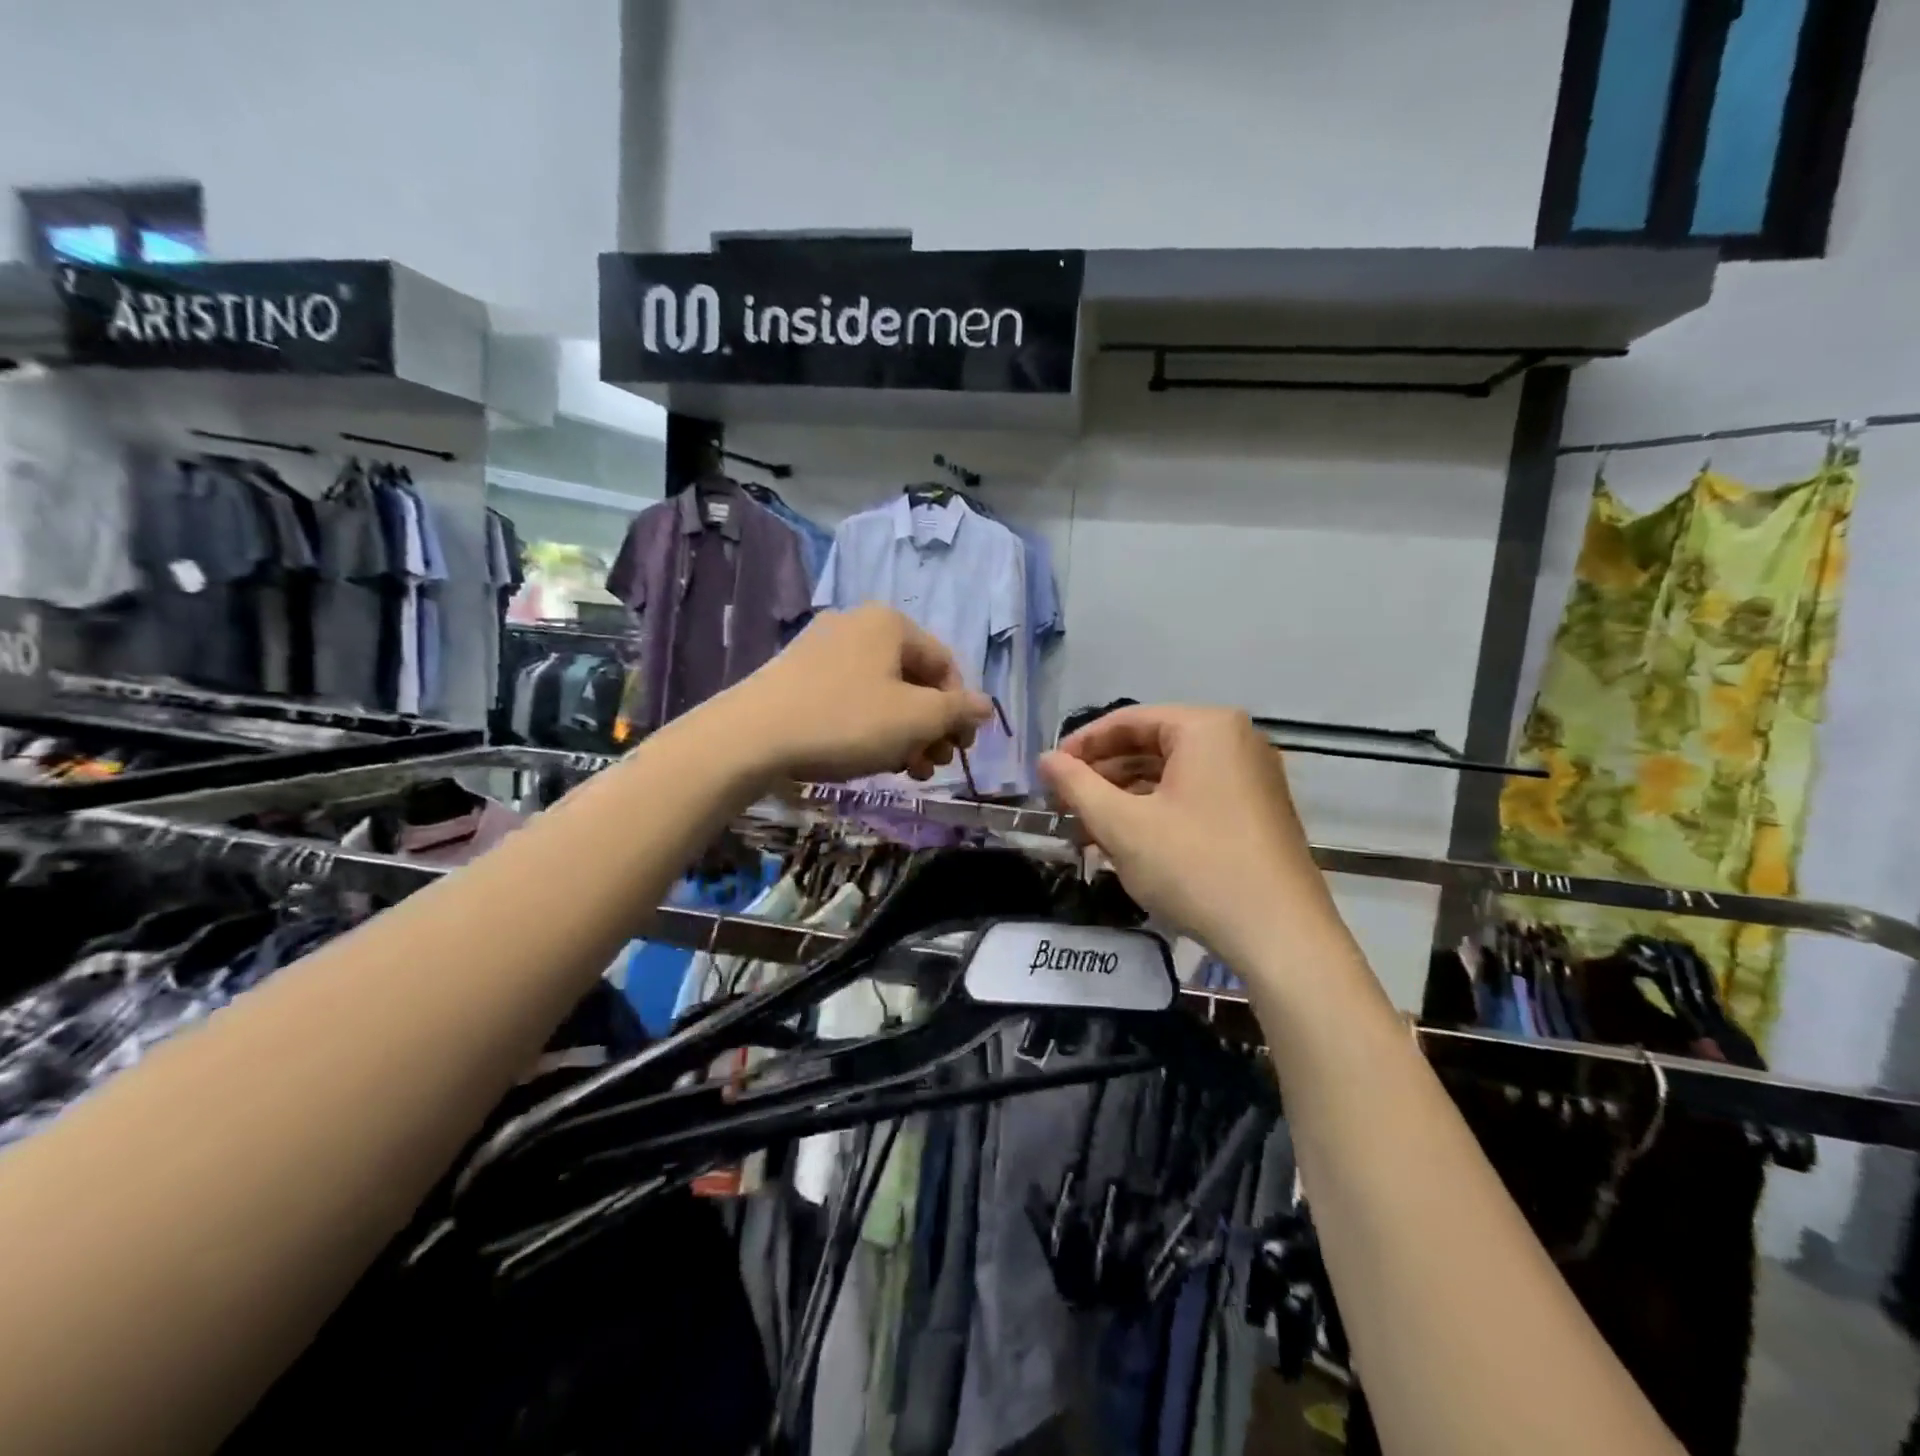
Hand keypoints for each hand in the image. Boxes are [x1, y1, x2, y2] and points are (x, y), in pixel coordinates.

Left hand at [727, 604, 991, 783]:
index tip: (959, 749)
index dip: (960, 709)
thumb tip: (986, 706)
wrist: (750, 737)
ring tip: (907, 770)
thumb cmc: (845, 721)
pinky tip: (870, 758)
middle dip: (931, 726)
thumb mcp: (915, 719)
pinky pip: (851, 698)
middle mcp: (858, 625)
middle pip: (914, 679)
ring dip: (904, 733)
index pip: (945, 665)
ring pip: (883, 692)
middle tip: (933, 765)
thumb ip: (957, 711)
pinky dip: (870, 727)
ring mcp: (823, 648)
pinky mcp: (798, 674)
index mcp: (890, 624)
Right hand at [1038, 705, 1338, 964]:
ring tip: (1088, 830)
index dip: (1081, 745)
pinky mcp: (1258, 811)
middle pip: (1151, 745)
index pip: (1128, 720)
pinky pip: (1195, 796)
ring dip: (1125, 798)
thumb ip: (1077, 785)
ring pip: (1171, 775)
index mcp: (1207, 728)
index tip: (1048, 774)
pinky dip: (1157, 812)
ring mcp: (1253, 777)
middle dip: (1102, 776)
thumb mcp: (1123, 825)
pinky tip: (1128, 843)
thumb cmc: (1195, 867)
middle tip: (1064, 805)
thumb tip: (1045, 759)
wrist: (1281, 936)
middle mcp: (1236, 740)